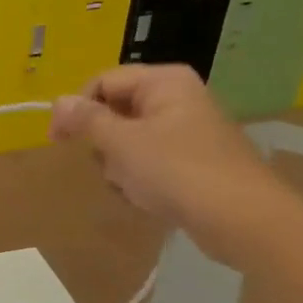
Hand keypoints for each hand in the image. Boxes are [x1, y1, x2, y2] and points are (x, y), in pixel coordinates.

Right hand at [50, 64, 299, 265]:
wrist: (243, 220)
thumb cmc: (177, 172)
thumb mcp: (121, 143)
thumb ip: (87, 119)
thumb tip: (58, 101)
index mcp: (164, 82)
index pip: (103, 82)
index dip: (77, 108)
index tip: (58, 141)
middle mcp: (178, 98)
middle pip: (116, 112)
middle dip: (104, 144)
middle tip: (111, 167)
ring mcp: (188, 131)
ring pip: (130, 141)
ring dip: (121, 167)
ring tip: (134, 188)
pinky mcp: (194, 161)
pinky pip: (151, 162)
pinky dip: (142, 180)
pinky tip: (148, 199)